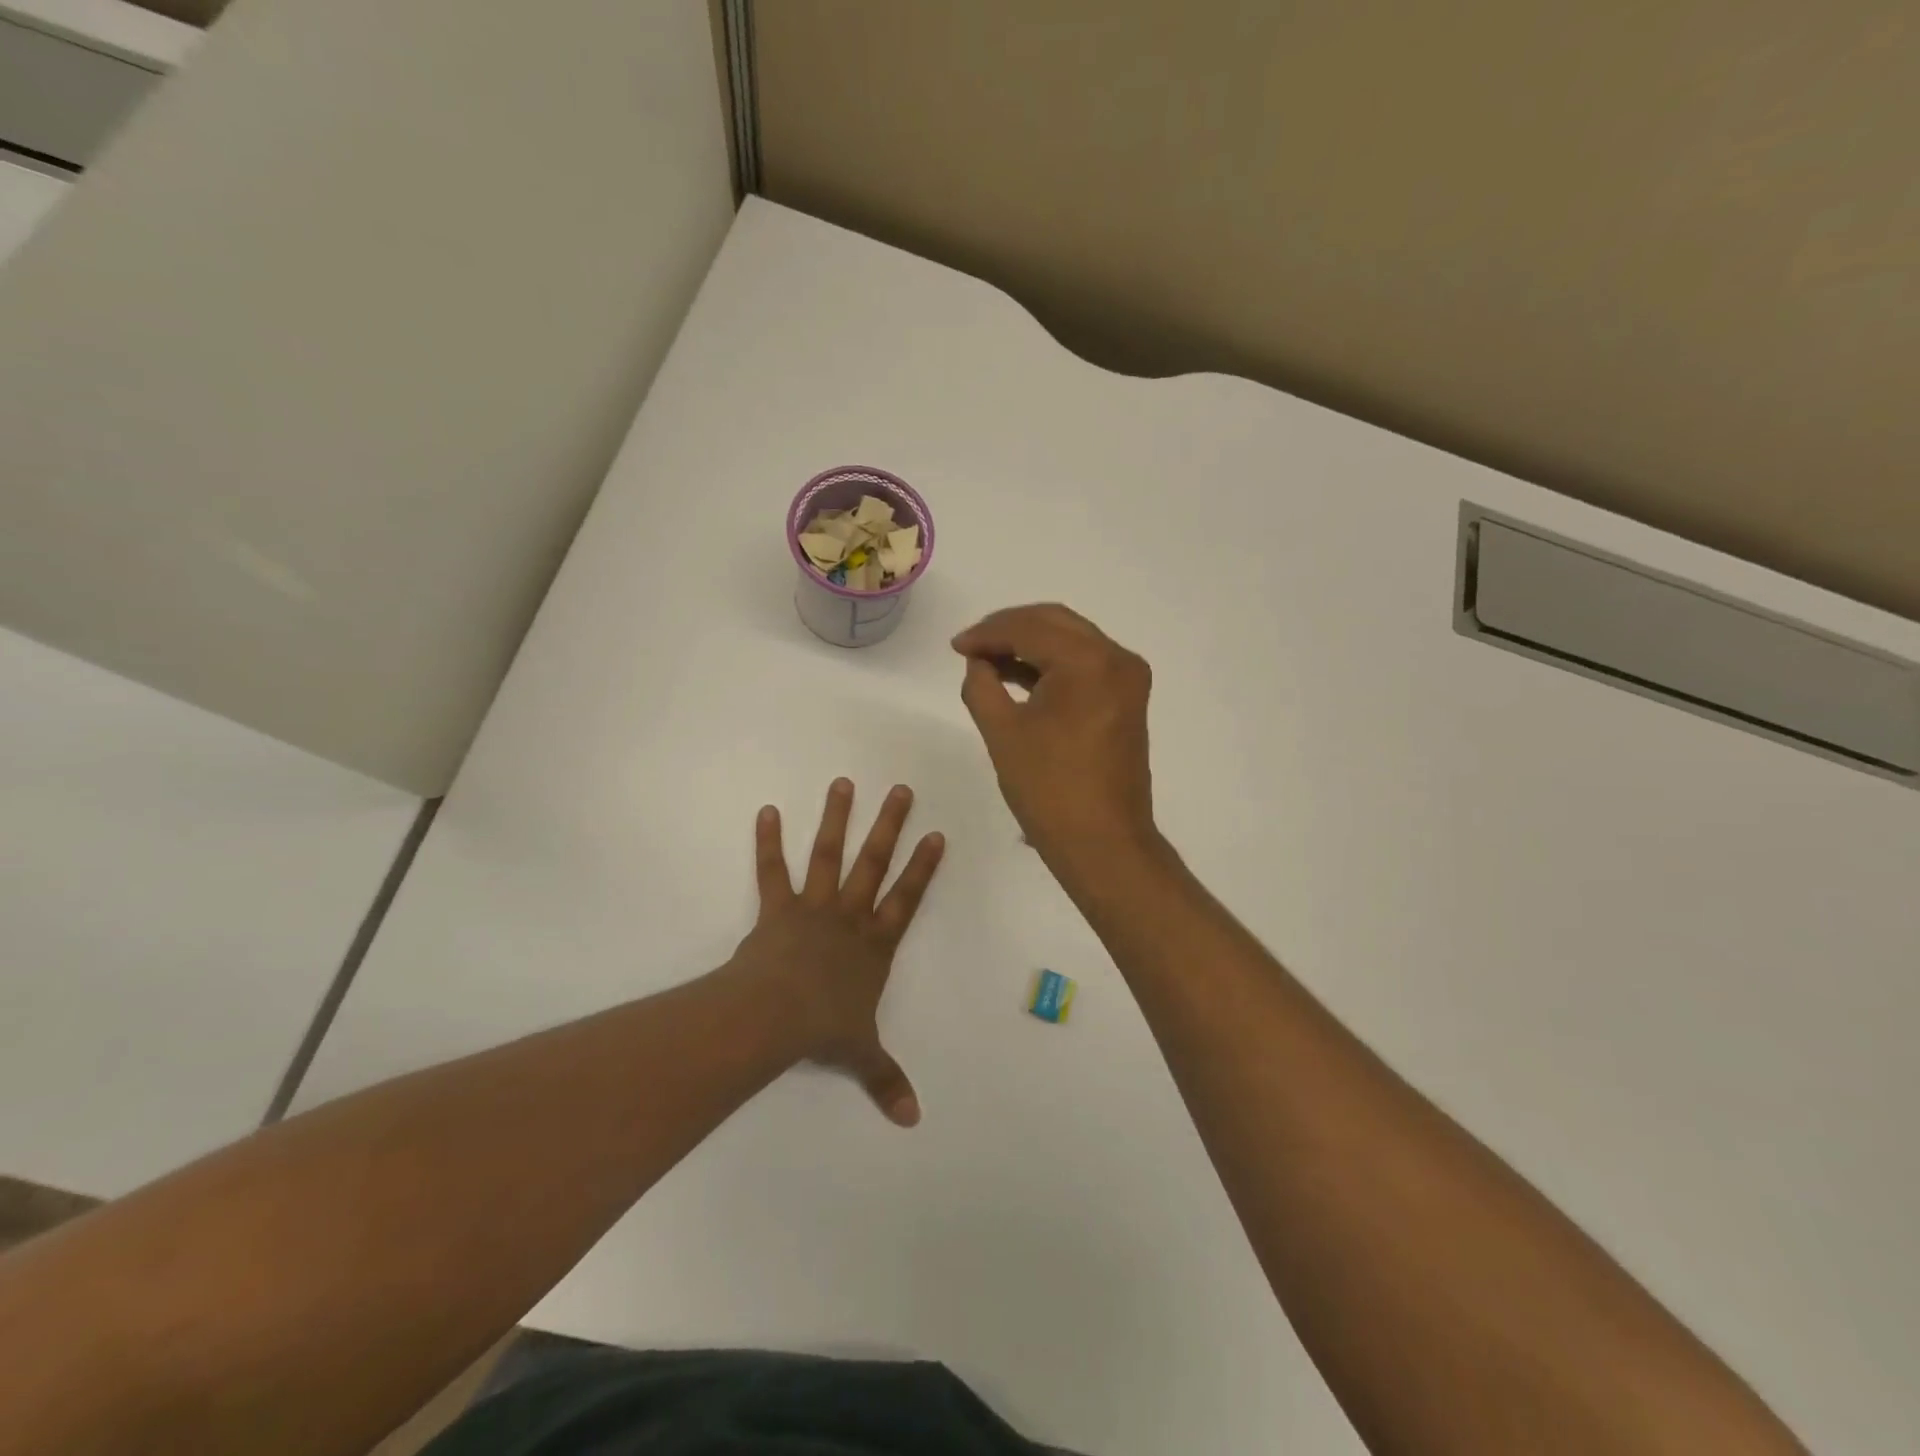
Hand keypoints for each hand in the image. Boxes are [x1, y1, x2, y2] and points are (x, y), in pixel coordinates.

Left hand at [735, 778, 944, 1126]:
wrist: (776, 1017)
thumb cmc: (823, 1030)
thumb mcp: (860, 1055)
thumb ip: (886, 1079)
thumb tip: (913, 1120)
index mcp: (874, 945)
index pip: (907, 899)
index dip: (923, 868)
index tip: (936, 834)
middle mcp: (849, 917)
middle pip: (874, 864)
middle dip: (889, 826)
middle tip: (900, 789)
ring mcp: (813, 908)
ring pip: (828, 856)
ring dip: (836, 819)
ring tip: (843, 782)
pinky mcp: (777, 909)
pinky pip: (772, 872)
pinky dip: (768, 842)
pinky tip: (767, 811)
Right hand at [953, 604, 1156, 873]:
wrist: (1103, 843)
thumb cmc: (1049, 790)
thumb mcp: (1002, 732)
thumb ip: (981, 685)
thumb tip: (978, 662)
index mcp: (1089, 662)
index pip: (1030, 628)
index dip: (987, 633)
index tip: (955, 646)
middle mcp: (1117, 659)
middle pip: (1055, 622)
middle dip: (1009, 629)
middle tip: (970, 646)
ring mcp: (1127, 679)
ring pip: (1071, 640)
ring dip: (1029, 644)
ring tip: (987, 660)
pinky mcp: (1127, 699)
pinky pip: (1084, 664)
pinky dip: (1051, 664)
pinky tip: (1018, 674)